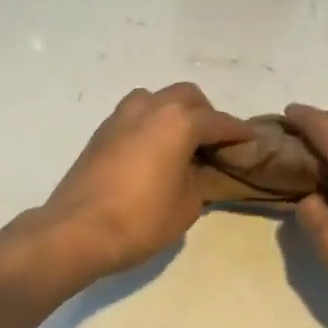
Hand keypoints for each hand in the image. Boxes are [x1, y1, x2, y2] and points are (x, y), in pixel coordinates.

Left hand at [40, 84, 252, 280]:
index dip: (238, 132)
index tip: (251, 140)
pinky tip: (152, 151)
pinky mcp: (100, 133)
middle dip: (205, 114)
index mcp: (178, 122)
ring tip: (179, 142)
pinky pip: (134, 115)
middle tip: (212, 142)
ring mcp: (120, 117)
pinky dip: (149, 124)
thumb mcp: (187, 205)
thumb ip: (198, 179)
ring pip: (155, 98)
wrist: (77, 231)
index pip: (218, 121)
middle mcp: (150, 109)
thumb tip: (193, 169)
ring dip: (172, 112)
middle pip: (186, 96)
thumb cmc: (141, 220)